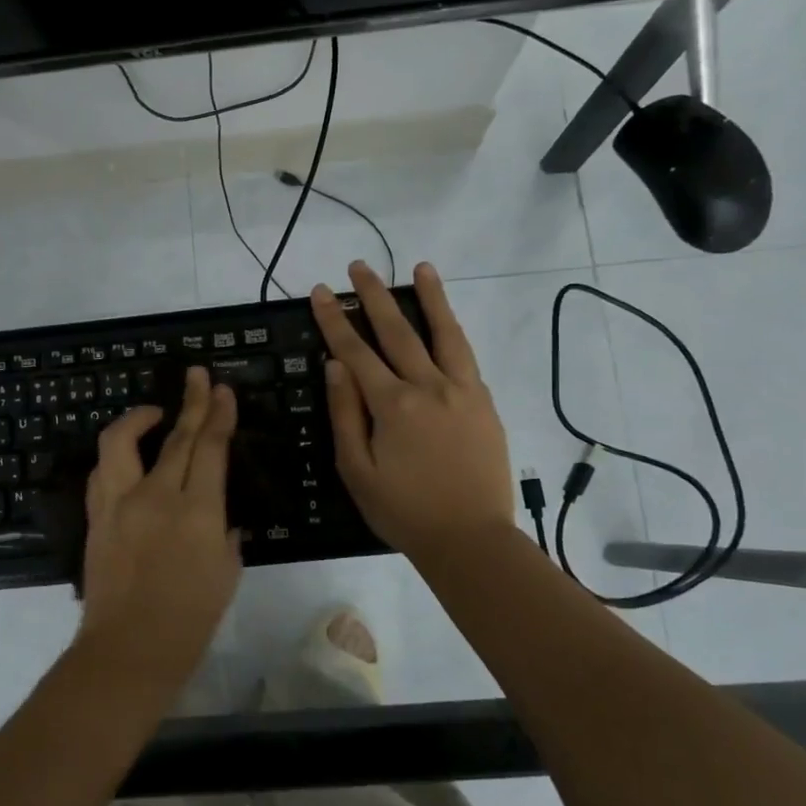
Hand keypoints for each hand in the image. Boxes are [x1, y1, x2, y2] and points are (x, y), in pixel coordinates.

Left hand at [76, 368, 241, 686]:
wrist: (128, 650)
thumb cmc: (190, 621)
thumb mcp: (226, 573)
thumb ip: (223, 532)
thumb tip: (217, 512)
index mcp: (197, 512)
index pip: (209, 448)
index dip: (217, 415)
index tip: (222, 390)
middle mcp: (155, 497)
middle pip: (175, 436)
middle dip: (191, 401)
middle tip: (198, 377)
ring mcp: (119, 504)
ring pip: (121, 441)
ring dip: (139, 418)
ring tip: (155, 412)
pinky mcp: (96, 516)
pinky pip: (103, 471)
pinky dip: (117, 455)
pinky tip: (128, 457)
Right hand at [312, 260, 516, 558]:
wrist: (470, 538)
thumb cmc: (403, 510)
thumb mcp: (357, 470)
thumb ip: (345, 414)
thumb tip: (335, 365)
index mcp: (392, 405)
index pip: (355, 352)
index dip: (335, 320)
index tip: (321, 291)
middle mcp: (429, 387)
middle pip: (397, 331)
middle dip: (375, 296)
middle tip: (358, 266)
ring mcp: (462, 391)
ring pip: (444, 333)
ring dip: (430, 298)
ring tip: (421, 268)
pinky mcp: (484, 403)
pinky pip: (467, 357)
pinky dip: (454, 332)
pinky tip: (447, 321)